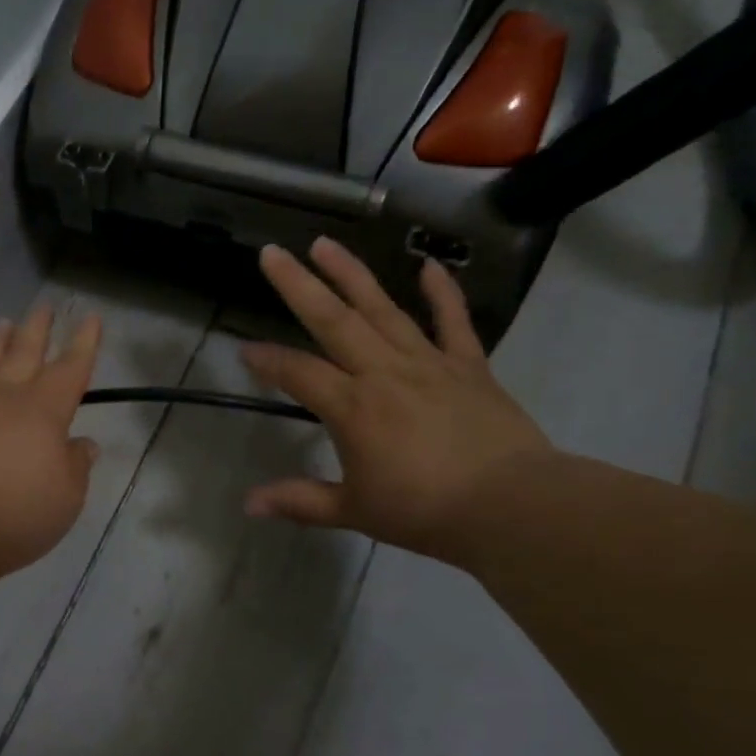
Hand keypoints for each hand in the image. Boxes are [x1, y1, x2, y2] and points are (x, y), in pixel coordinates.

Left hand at [0, 303, 102, 575]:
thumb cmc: (20, 510)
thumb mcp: (68, 494)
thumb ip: (76, 464)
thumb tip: (82, 444)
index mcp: (45, 408)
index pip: (71, 367)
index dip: (84, 343)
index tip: (90, 317)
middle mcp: (9, 400)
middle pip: (25, 353)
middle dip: (38, 328)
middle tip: (44, 306)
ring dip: (0, 344)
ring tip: (4, 324)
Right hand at [242, 239, 551, 563]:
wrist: (511, 506)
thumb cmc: (424, 512)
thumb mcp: (353, 511)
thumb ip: (299, 501)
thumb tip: (248, 504)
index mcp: (352, 408)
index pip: (298, 373)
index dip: (267, 361)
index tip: (244, 350)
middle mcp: (383, 372)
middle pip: (333, 321)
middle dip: (298, 285)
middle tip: (272, 253)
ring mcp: (429, 363)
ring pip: (383, 309)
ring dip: (352, 274)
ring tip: (326, 243)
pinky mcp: (469, 366)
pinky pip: (454, 321)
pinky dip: (443, 292)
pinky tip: (428, 266)